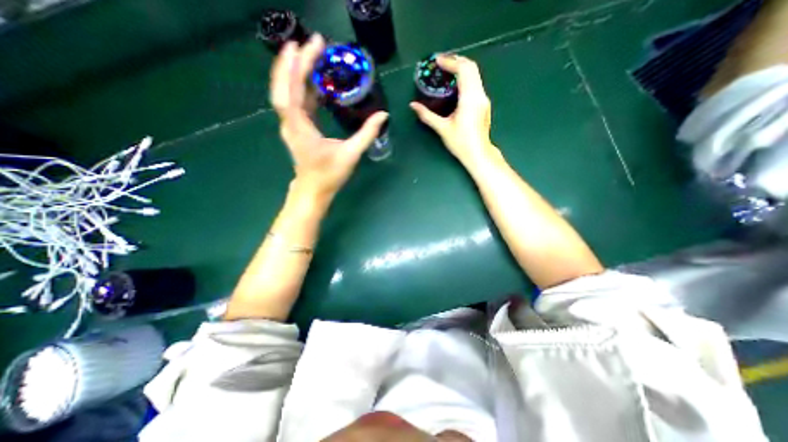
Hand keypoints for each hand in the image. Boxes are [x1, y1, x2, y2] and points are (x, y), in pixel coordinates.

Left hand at [273, 35, 388, 198]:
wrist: (313, 191)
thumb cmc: (329, 175)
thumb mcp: (351, 155)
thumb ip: (367, 134)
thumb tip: (383, 115)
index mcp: (299, 127)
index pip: (293, 89)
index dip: (299, 65)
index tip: (311, 45)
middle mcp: (290, 122)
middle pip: (284, 86)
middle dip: (293, 62)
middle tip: (309, 43)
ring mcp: (292, 125)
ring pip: (288, 93)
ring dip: (297, 73)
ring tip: (311, 56)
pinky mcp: (298, 129)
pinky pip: (297, 103)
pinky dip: (304, 89)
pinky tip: (316, 83)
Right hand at [409, 55, 493, 164]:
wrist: (478, 153)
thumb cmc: (460, 143)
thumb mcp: (442, 129)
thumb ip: (427, 115)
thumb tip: (413, 105)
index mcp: (469, 99)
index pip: (463, 70)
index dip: (450, 62)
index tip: (437, 61)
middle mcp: (479, 95)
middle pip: (471, 67)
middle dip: (456, 61)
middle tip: (441, 63)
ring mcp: (483, 98)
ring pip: (475, 74)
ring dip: (461, 68)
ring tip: (446, 71)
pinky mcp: (484, 103)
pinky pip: (475, 82)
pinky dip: (465, 77)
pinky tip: (455, 84)